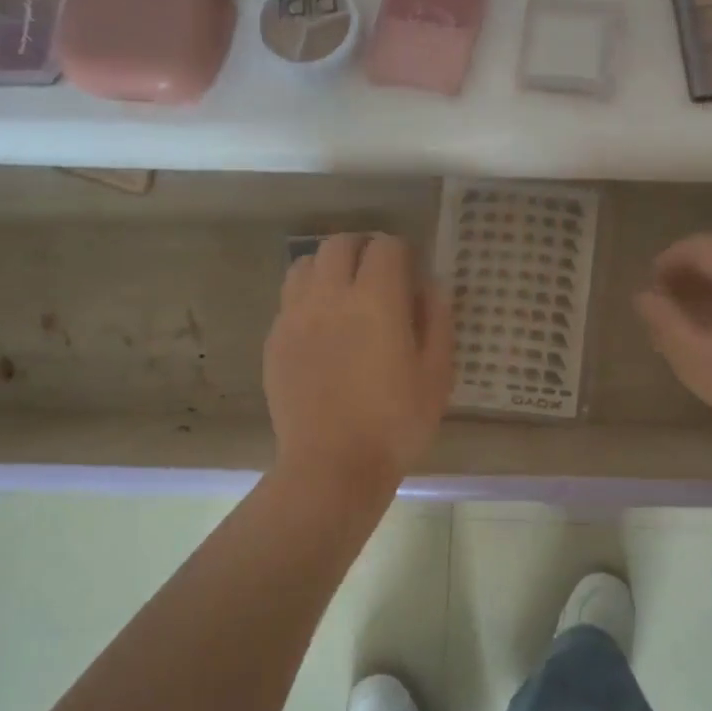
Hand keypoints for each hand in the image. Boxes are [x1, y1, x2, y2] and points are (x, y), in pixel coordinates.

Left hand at [264, 233, 454, 491]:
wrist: (331, 466)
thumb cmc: (395, 424)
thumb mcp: (436, 375)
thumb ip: (436, 321)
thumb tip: (430, 286)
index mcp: (376, 301)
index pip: (385, 246)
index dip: (401, 253)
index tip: (409, 274)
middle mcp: (330, 296)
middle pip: (339, 244)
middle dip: (362, 249)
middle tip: (378, 276)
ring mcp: (295, 316)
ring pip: (305, 264)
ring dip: (328, 267)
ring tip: (343, 294)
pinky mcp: (275, 340)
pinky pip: (289, 299)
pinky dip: (307, 297)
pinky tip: (321, 328)